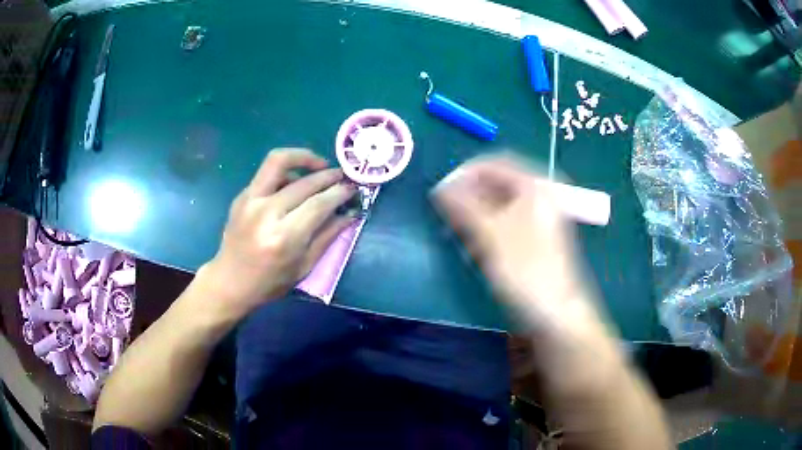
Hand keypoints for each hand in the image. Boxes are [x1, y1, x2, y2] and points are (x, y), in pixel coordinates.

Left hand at [200, 148, 354, 318]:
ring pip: (278, 161)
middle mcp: (266, 213)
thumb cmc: (270, 283)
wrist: (230, 282)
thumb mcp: (304, 267)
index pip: (318, 204)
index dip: (339, 193)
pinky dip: (286, 172)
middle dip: (328, 175)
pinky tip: (295, 183)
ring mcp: (250, 200)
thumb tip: (350, 213)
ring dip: (303, 157)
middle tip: (342, 176)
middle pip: (304, 182)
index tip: (353, 188)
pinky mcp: (242, 196)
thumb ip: (328, 236)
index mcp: (284, 238)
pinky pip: (267, 173)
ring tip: (319, 166)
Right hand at [431, 155, 593, 330]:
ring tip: (458, 233)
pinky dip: (488, 230)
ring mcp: (540, 218)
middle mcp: (539, 196)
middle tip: (447, 213)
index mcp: (534, 185)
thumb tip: (439, 188)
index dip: (465, 173)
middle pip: (498, 184)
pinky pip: (507, 224)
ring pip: (500, 206)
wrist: (555, 312)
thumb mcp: (490, 234)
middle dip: (469, 197)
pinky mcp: (536, 238)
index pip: (495, 164)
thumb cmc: (525, 269)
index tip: (441, 189)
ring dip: (476, 216)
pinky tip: (476, 248)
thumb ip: (462, 206)